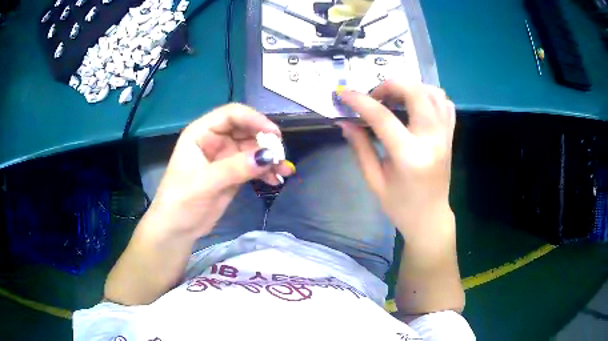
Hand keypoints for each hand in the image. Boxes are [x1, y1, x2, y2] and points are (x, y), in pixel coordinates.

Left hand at [148, 103, 292, 238]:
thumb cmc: (181, 202)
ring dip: (270, 157)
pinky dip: (266, 171)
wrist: (177, 229)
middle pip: (246, 130)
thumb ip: (235, 168)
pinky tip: (276, 180)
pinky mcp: (233, 174)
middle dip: (265, 141)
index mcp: (201, 133)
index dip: (253, 119)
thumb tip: (268, 156)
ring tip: (284, 171)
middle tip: (281, 156)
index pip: (231, 115)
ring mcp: (225, 157)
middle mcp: (215, 140)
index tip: (273, 134)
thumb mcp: (205, 183)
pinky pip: (254, 166)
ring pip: (253, 149)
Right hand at [337, 81, 455, 242]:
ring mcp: (445, 136)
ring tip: (395, 97)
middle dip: (391, 85)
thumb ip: (360, 148)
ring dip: (411, 87)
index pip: (383, 117)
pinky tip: (416, 104)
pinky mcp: (450, 136)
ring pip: (434, 93)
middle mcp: (431, 140)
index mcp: (409, 156)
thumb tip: (344, 122)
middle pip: (416, 93)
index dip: (360, 101)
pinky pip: (445, 105)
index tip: (344, 93)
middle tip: (375, 95)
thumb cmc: (400, 206)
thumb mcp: (374, 180)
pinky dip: (430, 96)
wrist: (430, 218)